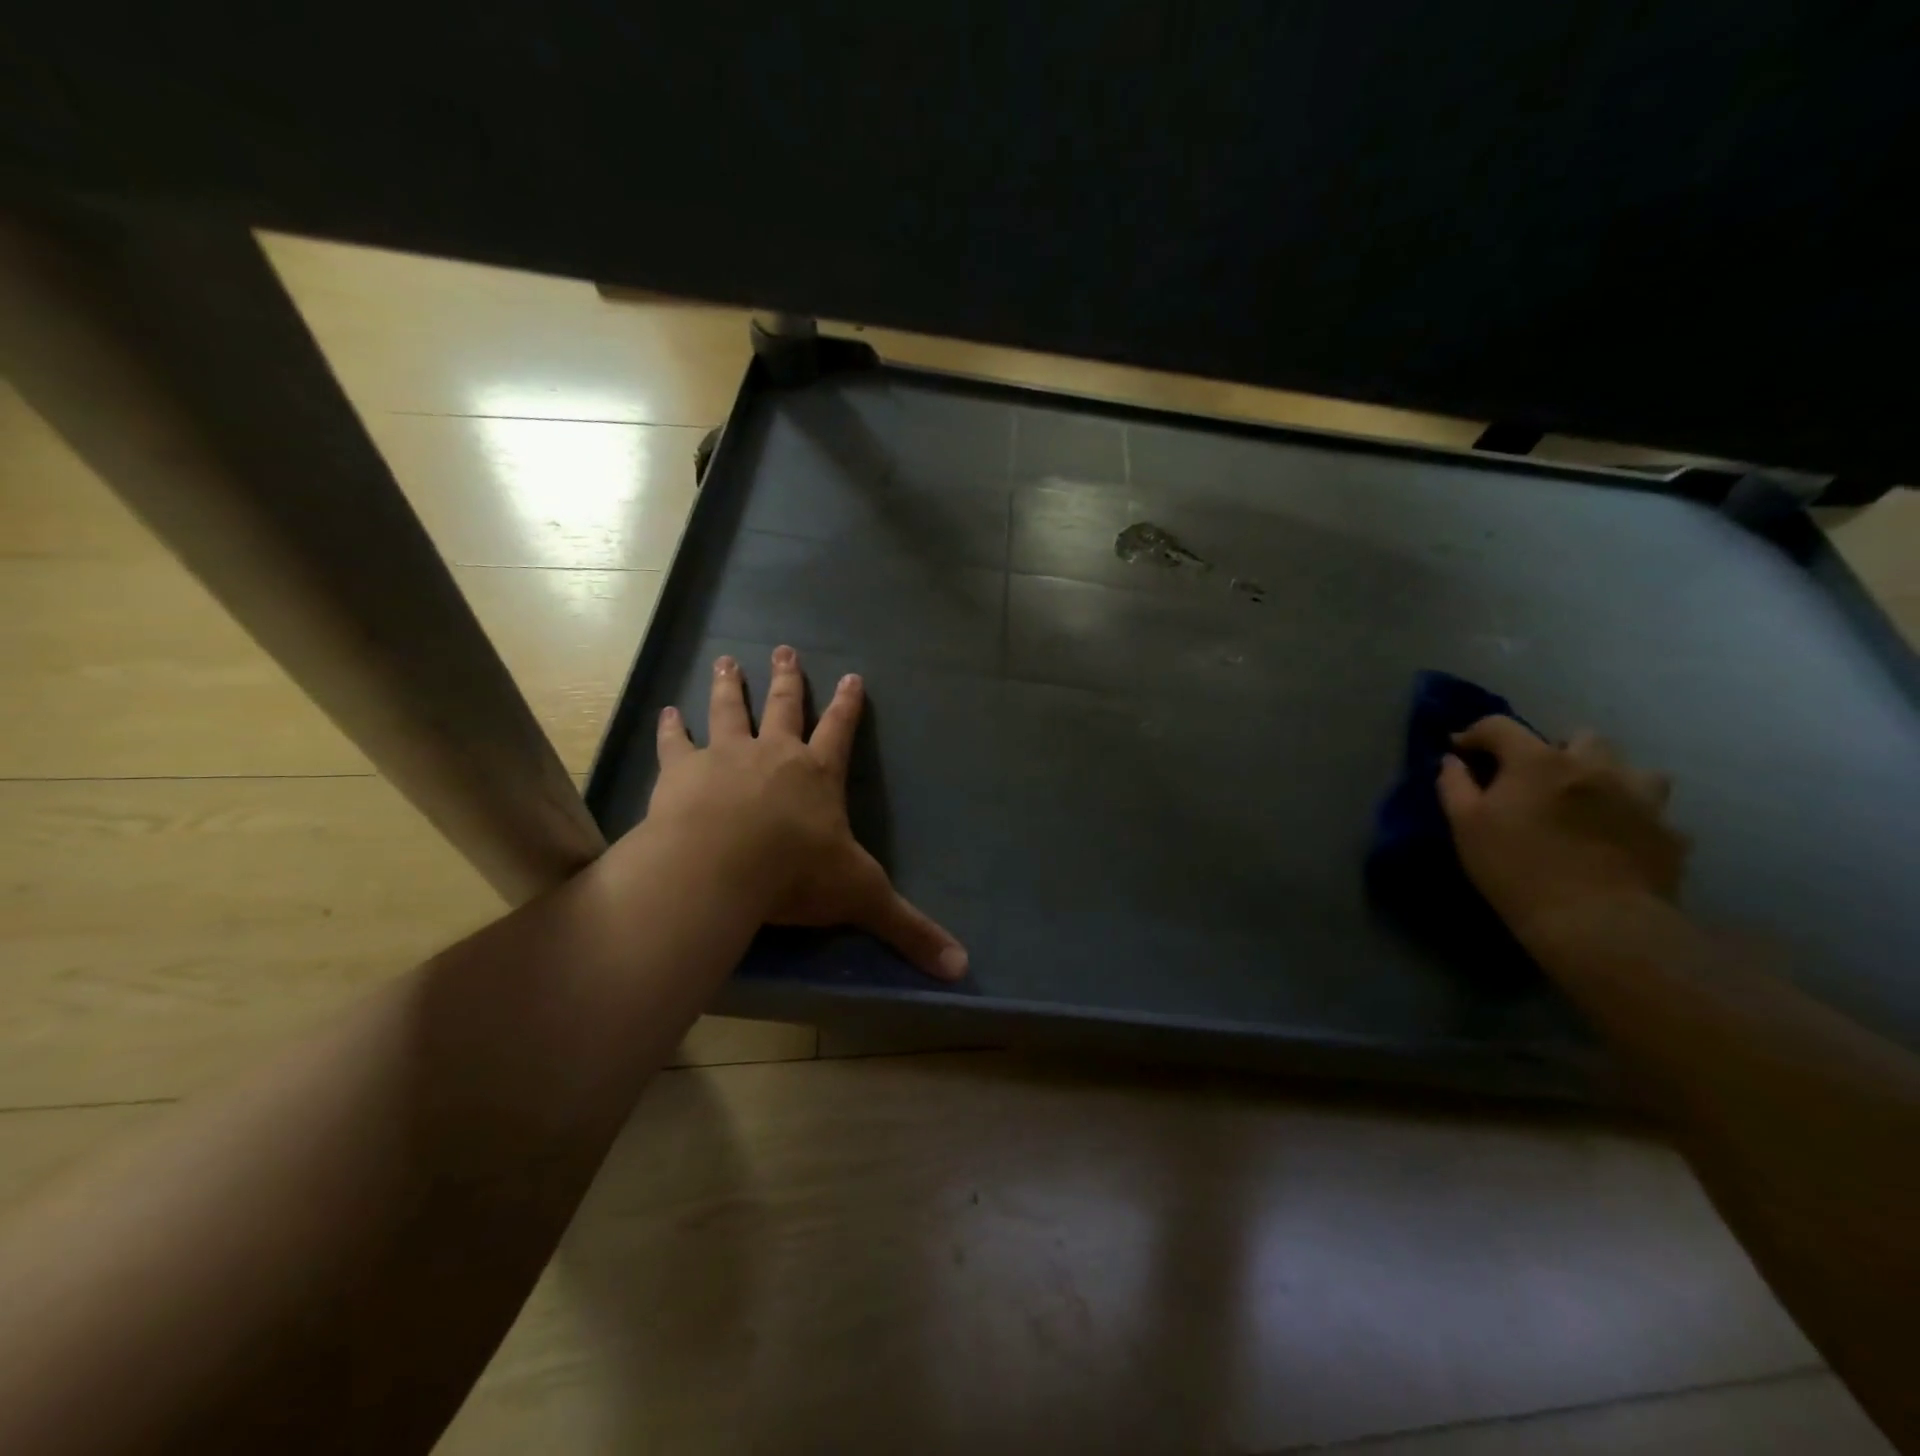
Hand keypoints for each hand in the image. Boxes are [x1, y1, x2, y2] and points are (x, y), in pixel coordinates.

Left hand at [646, 646, 968, 980]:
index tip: (852, 675)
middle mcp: (774, 754)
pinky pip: (676, 743)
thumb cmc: (796, 875)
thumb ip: (909, 930)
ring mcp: (725, 757)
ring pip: (729, 711)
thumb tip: (962, 968)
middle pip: (783, 707)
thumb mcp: (862, 898)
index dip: (849, 705)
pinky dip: (671, 727)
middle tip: (783, 648)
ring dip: (729, 686)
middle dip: (787, 679)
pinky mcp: (682, 772)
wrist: (721, 865)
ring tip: (726, 660)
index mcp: (818, 776)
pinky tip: (666, 711)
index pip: (841, 731)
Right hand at [1437, 717, 1689, 946]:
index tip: (1461, 752)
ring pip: (1631, 768)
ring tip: (1590, 803)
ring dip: (1607, 778)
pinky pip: (1653, 813)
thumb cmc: (1516, 869)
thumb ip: (1455, 785)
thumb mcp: (1466, 826)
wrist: (1596, 923)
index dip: (1475, 734)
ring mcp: (1640, 797)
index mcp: (1539, 761)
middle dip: (1555, 750)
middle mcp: (1594, 766)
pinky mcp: (1669, 832)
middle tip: (1536, 781)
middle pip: (1578, 737)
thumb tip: (1452, 761)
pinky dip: (1633, 819)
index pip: (1500, 726)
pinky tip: (1618, 841)